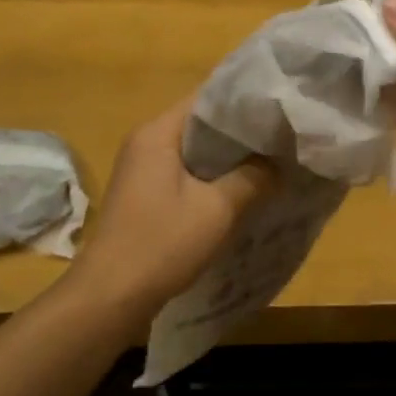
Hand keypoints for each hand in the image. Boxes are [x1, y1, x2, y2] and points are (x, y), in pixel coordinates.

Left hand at [72, 96, 273, 315]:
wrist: (110, 297)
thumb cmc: (162, 244)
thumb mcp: (217, 210)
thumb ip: (254, 178)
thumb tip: (279, 162)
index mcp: (158, 133)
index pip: (207, 98)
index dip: (245, 101)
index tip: (281, 109)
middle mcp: (146, 143)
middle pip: (202, 124)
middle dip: (242, 132)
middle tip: (285, 137)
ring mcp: (142, 171)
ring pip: (196, 152)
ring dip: (230, 159)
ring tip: (272, 162)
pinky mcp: (145, 196)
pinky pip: (186, 175)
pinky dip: (214, 178)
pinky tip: (243, 191)